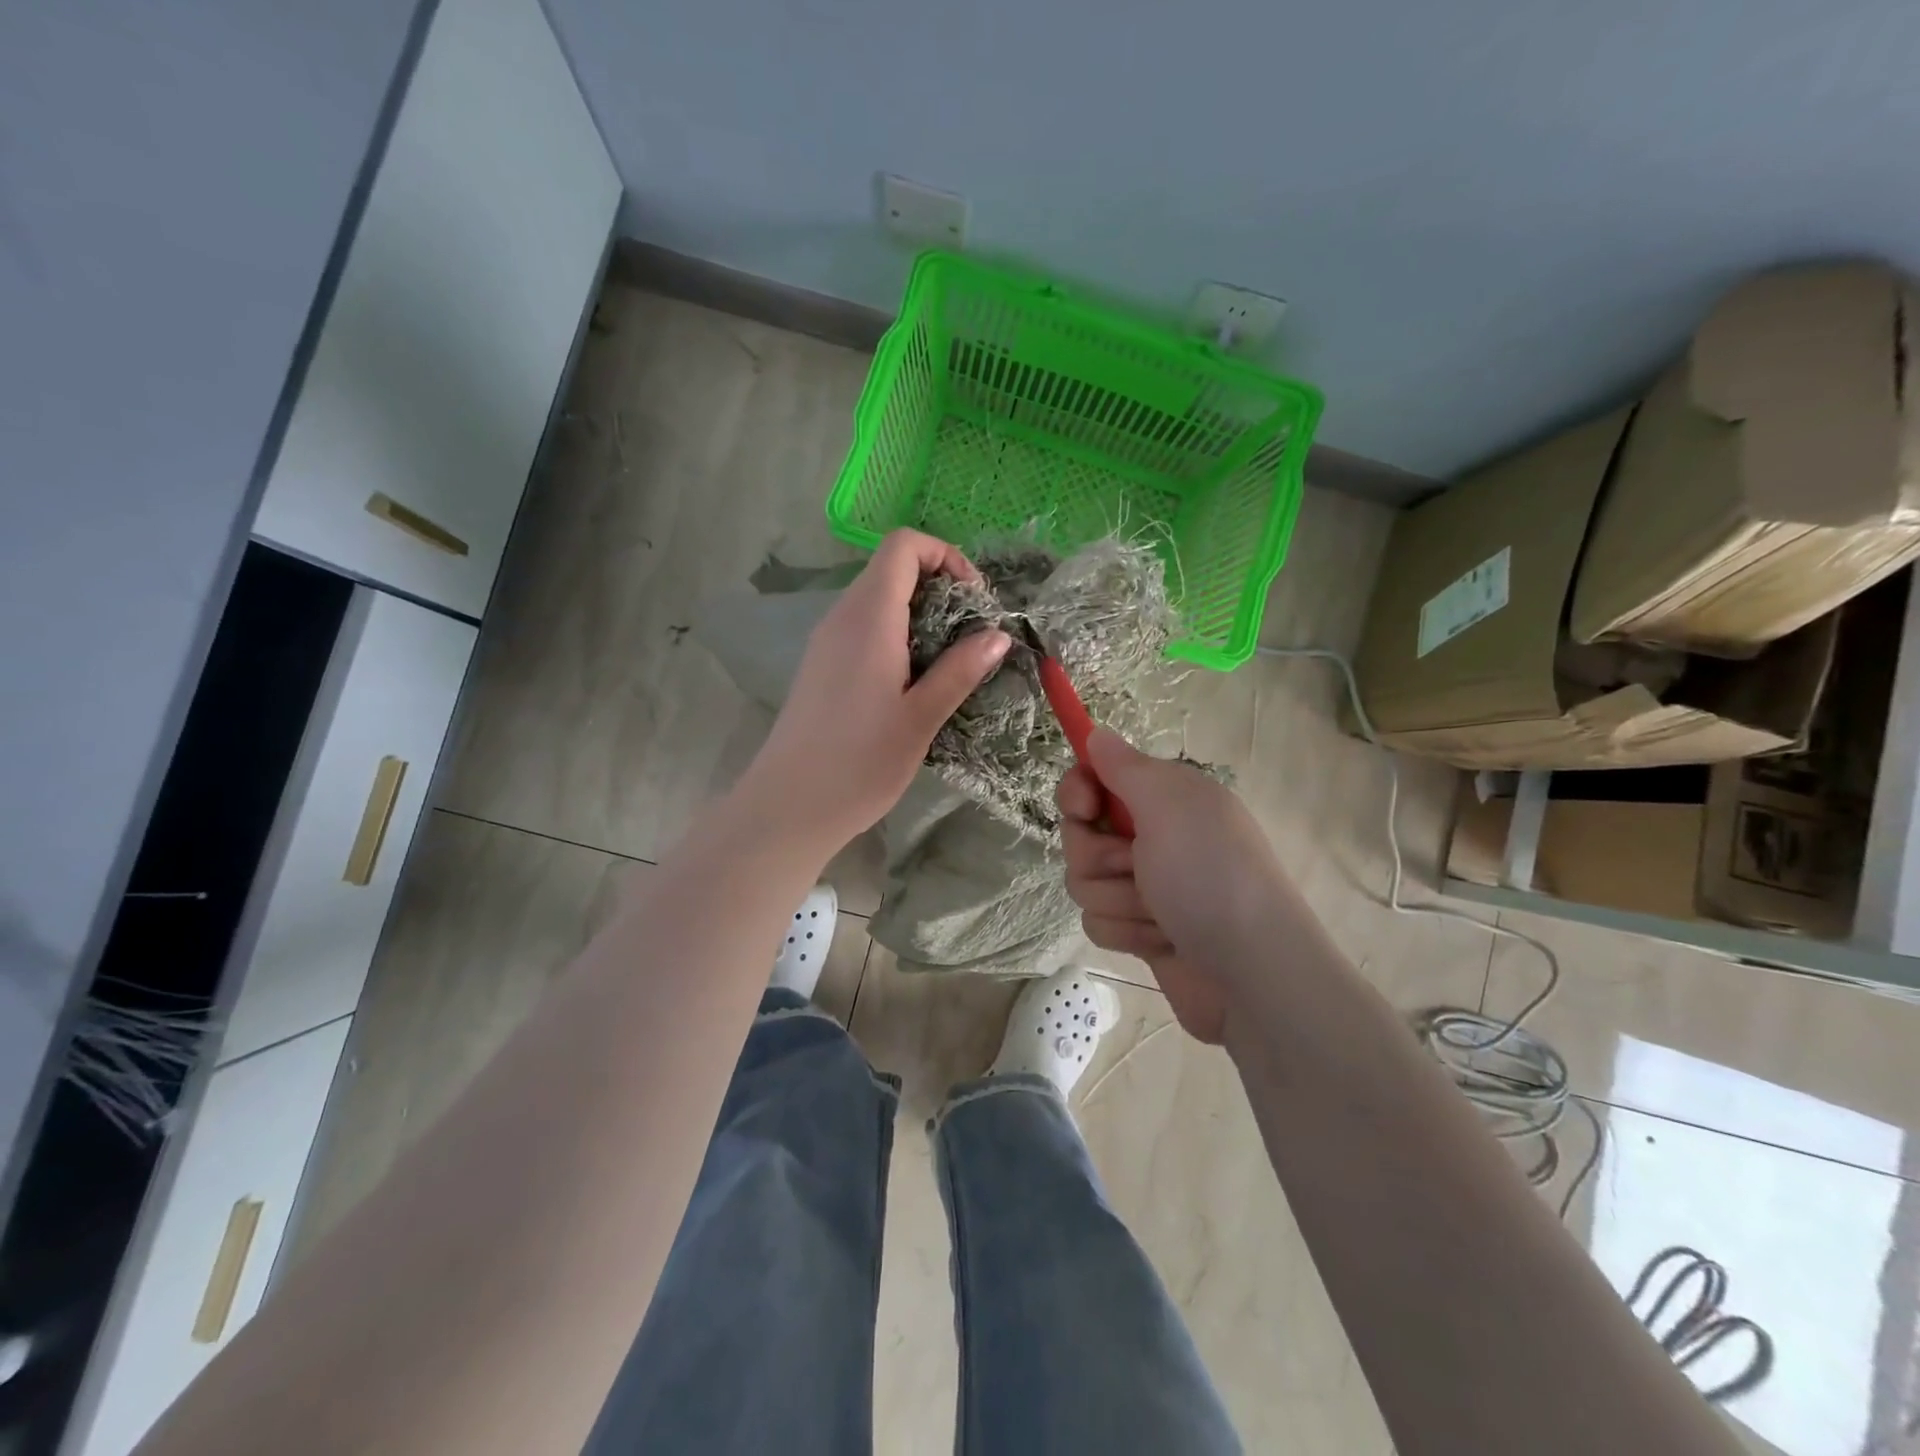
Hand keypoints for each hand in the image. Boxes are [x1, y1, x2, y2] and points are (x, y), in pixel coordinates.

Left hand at [746, 529, 1010, 850]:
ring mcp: (827, 640)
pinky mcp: (822, 665)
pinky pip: (864, 627)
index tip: (974, 600)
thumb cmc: (860, 763)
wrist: (789, 805)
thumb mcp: (921, 717)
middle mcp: (843, 617)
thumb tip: (997, 635)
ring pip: (878, 599)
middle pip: (892, 568)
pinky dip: (897, 635)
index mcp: (869, 618)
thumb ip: (960, 670)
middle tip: (971, 635)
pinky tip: (914, 681)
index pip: (903, 546)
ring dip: (920, 615)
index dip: (945, 556)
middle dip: (940, 587)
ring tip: (950, 661)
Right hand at [1058, 730, 1295, 1041]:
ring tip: (1160, 913)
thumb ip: (1126, 767)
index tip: (1084, 809)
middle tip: (1136, 867)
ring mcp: (1146, 887)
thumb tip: (1096, 733)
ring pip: (1084, 882)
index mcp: (1164, 798)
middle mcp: (1152, 837)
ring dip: (1118, 900)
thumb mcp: (1171, 805)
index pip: (1094, 780)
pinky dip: (1127, 933)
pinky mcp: (1141, 930)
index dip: (1078, 792)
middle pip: (1080, 835)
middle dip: (1098, 857)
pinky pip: (1098, 923)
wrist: (1252, 975)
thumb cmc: (1212, 877)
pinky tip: (1162, 941)